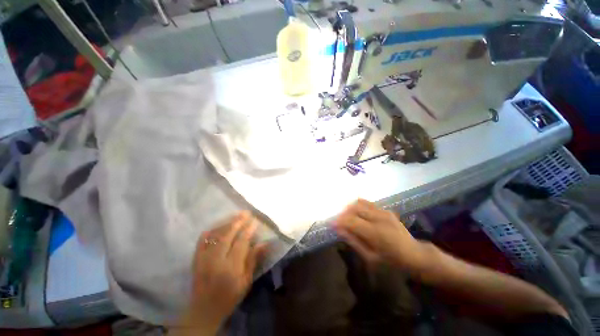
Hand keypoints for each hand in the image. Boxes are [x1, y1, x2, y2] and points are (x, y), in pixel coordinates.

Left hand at [177, 211, 266, 333]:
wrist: (204, 310)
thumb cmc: (229, 297)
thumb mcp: (246, 282)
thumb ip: (253, 260)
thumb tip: (264, 243)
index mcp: (230, 267)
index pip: (241, 242)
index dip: (248, 230)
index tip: (255, 221)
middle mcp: (216, 260)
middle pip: (227, 235)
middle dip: (238, 222)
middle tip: (246, 213)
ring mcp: (203, 258)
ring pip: (215, 235)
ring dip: (226, 223)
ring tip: (236, 215)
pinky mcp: (196, 259)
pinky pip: (202, 240)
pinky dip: (210, 231)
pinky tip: (217, 225)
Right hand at [334, 199, 425, 270]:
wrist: (415, 255)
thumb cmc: (392, 262)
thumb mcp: (371, 258)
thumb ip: (353, 241)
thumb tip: (339, 230)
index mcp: (376, 233)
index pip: (351, 221)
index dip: (339, 221)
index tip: (331, 224)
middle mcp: (379, 218)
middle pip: (354, 208)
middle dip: (343, 213)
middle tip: (338, 221)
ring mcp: (383, 212)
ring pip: (360, 203)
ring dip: (350, 208)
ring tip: (346, 217)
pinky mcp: (386, 210)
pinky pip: (367, 203)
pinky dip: (358, 206)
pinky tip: (357, 214)